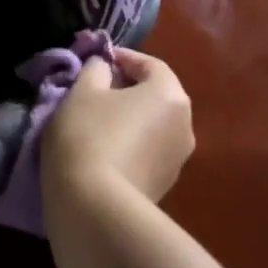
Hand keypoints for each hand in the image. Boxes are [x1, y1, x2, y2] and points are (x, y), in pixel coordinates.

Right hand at [44, 48, 194, 207]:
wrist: (95, 209)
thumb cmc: (89, 135)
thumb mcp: (82, 92)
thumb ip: (96, 70)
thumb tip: (105, 67)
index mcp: (170, 94)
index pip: (150, 64)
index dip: (122, 58)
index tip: (97, 61)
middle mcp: (185, 124)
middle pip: (156, 95)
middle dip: (128, 89)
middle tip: (95, 91)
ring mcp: (179, 159)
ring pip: (153, 125)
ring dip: (130, 119)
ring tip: (96, 123)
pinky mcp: (165, 187)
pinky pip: (149, 152)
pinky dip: (131, 145)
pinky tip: (104, 152)